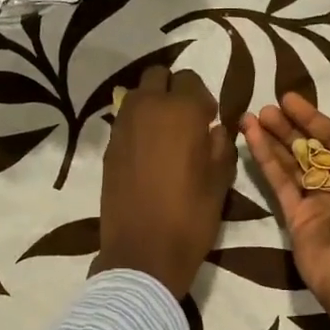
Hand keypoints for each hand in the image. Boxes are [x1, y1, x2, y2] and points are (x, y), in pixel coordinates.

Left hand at [94, 66, 236, 298]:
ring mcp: (122, 127)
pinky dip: (138, 127)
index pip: (191, 80)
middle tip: (185, 121)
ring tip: (165, 138)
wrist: (143, 253)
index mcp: (181, 111)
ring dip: (153, 106)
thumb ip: (221, 145)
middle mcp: (147, 109)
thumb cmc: (190, 216)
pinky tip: (148, 156)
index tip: (208, 121)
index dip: (202, 99)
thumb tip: (214, 130)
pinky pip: (125, 122)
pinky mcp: (108, 148)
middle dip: (172, 91)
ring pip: (137, 96)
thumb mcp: (220, 181)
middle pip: (157, 77)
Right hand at [241, 93, 329, 306]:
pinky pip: (279, 182)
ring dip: (273, 138)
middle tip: (267, 106)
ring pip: (292, 163)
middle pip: (312, 148)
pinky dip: (265, 159)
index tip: (289, 99)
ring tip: (250, 115)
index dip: (314, 117)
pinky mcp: (294, 216)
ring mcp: (316, 201)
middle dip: (290, 126)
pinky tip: (251, 136)